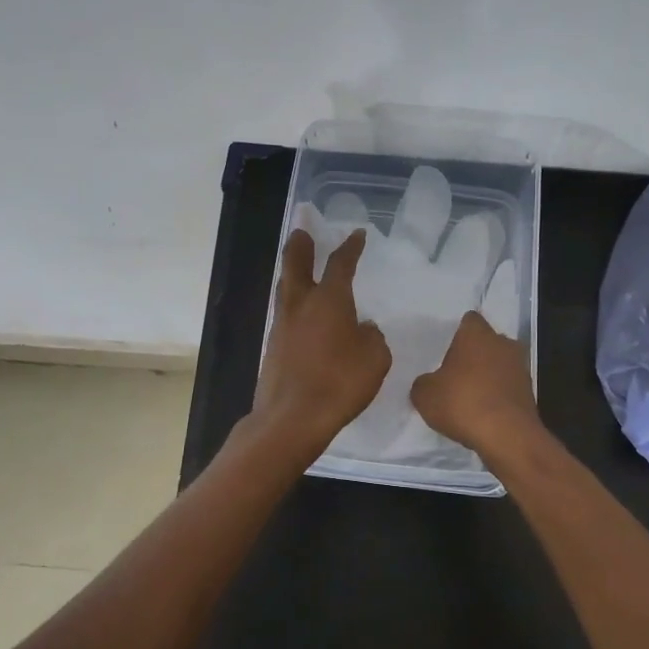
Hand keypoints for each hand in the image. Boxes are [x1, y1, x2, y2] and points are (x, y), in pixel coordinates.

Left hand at [254, 228, 390, 449]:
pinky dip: (293, 306)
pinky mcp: (273, 348)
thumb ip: (372, 337)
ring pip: (285, 289)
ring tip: (297, 266)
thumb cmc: (340, 382)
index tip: (356, 235)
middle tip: (302, 231)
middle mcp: (301, 305)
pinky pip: (284, 315)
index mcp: (329, 300)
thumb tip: (363, 328)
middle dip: (300, 246)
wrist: (292, 417)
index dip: (350, 247)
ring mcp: (282, 326)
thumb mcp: (375, 358)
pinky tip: (302, 315)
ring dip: (292, 273)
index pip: (340, 264)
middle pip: (296, 265)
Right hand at [411, 311, 541, 457]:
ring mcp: (520, 367)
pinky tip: (484, 413)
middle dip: (475, 355)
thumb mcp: (425, 395)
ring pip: (500, 364)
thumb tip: (429, 384)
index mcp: (477, 334)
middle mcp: (503, 343)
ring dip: (489, 375)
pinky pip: (508, 387)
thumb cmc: (462, 402)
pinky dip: (498, 395)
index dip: (458, 334)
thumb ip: (424, 383)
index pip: (469, 321)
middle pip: (487, 342)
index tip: (448, 351)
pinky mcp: (529, 392)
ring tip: (470, 396)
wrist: (506, 435)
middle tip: (456, 374)